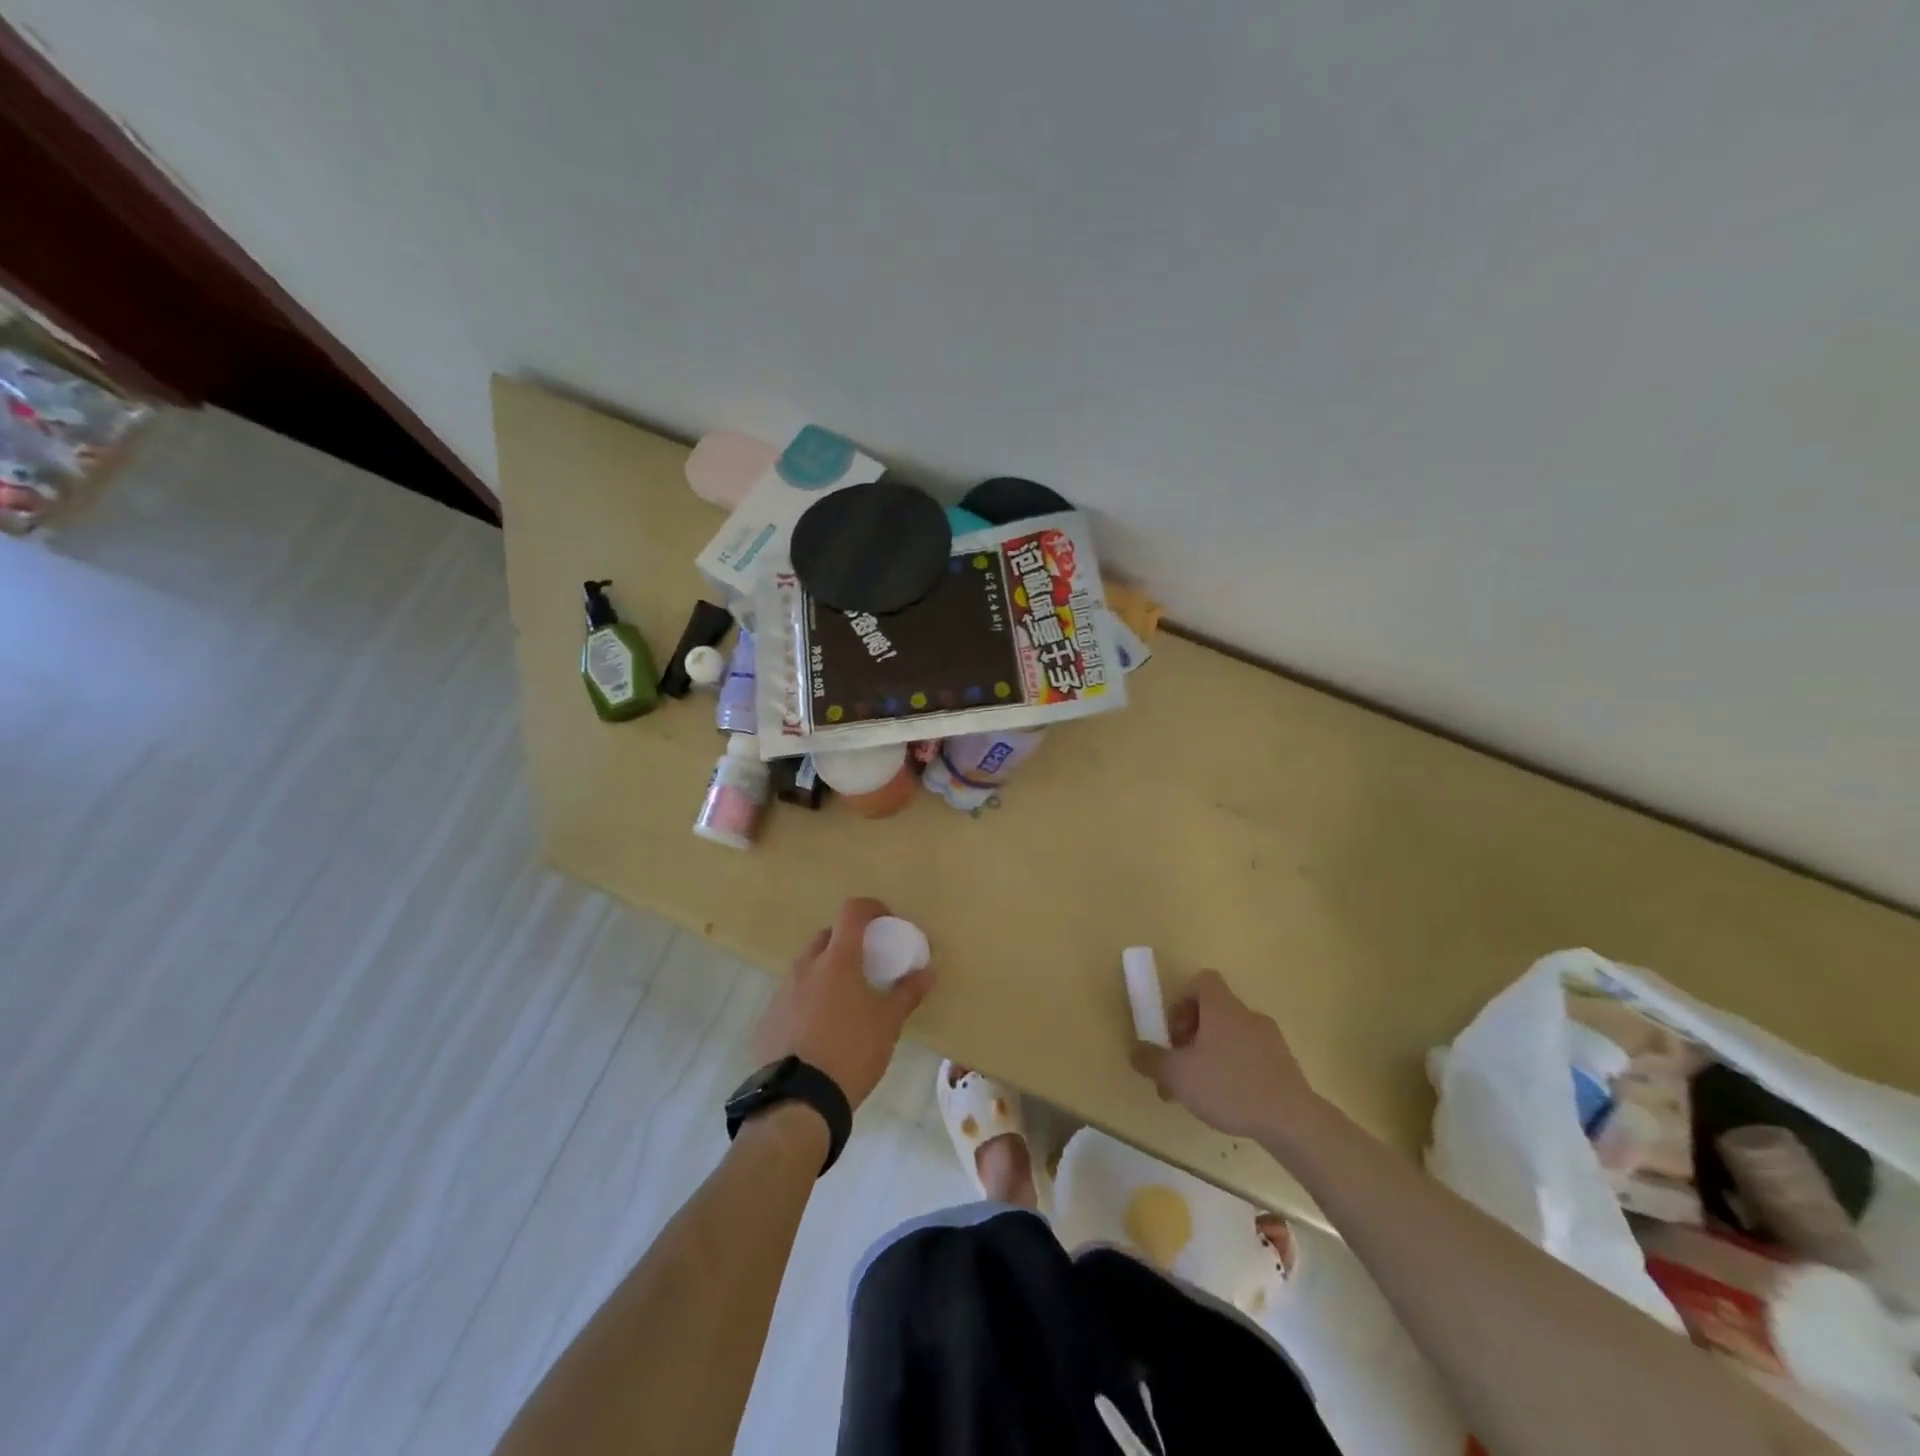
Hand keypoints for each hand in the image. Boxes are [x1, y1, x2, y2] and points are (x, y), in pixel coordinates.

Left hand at [751, 897, 933, 1109]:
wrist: (799, 1102)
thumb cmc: (852, 1052)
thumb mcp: (888, 1023)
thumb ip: (908, 992)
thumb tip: (929, 972)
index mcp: (837, 960)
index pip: (852, 911)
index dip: (871, 908)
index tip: (886, 922)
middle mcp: (805, 967)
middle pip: (827, 937)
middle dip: (848, 941)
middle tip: (867, 964)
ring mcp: (781, 993)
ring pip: (806, 967)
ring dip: (826, 972)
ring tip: (843, 1001)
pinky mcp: (766, 1020)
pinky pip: (791, 998)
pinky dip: (807, 1001)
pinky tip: (819, 1030)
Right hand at [1130, 970, 1318, 1141]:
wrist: (1293, 1121)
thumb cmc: (1230, 1086)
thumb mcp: (1179, 1075)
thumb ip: (1153, 1061)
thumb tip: (1136, 1052)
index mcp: (1222, 1008)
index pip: (1202, 981)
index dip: (1182, 1000)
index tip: (1173, 1030)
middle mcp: (1247, 1015)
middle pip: (1213, 1012)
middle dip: (1190, 1036)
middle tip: (1178, 1067)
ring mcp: (1269, 1040)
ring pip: (1229, 1037)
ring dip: (1209, 1056)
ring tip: (1197, 1092)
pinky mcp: (1284, 1065)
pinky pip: (1249, 1057)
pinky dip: (1233, 1070)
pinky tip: (1227, 1102)